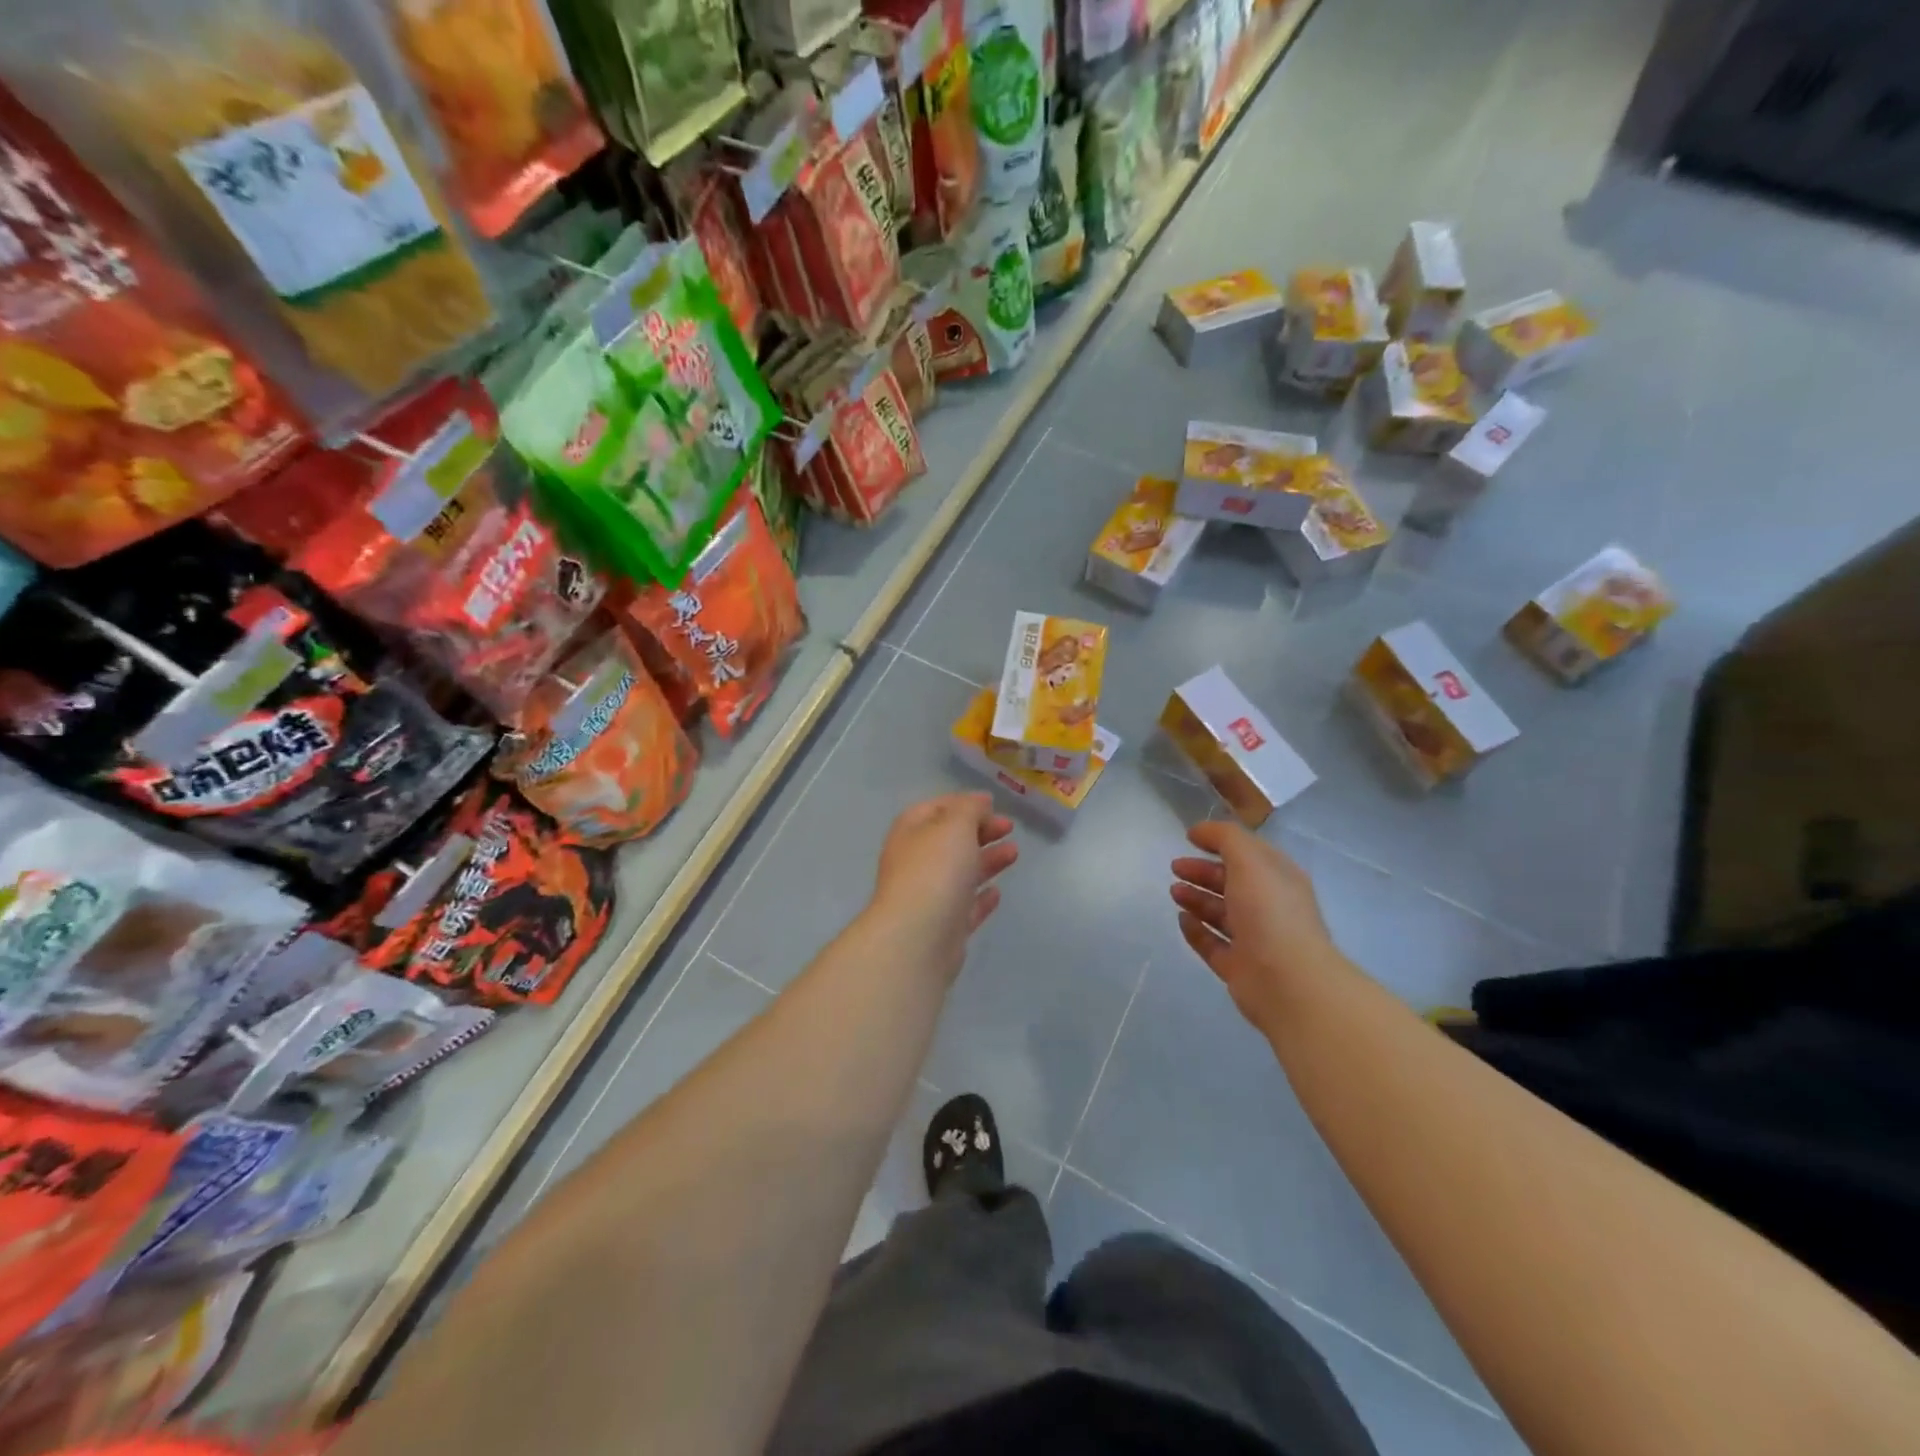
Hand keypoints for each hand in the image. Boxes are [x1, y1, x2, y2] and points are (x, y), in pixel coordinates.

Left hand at [870, 793, 1017, 979]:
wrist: (918, 939)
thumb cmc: (935, 871)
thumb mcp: (955, 825)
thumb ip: (969, 809)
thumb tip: (978, 803)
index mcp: (910, 833)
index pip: (935, 809)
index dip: (962, 803)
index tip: (992, 803)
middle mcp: (915, 863)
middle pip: (950, 841)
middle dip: (979, 831)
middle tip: (1009, 828)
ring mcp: (928, 897)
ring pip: (960, 873)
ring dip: (987, 860)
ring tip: (1014, 854)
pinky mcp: (943, 928)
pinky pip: (964, 907)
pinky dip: (981, 898)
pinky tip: (997, 892)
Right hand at [1170, 821, 1342, 1031]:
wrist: (1287, 981)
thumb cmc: (1270, 912)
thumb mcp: (1249, 860)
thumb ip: (1225, 838)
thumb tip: (1199, 831)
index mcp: (1279, 879)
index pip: (1248, 853)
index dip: (1220, 843)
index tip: (1190, 838)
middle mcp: (1269, 907)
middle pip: (1232, 883)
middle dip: (1203, 872)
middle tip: (1175, 867)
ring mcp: (1255, 939)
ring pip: (1221, 913)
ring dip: (1197, 899)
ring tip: (1174, 892)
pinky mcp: (1239, 967)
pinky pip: (1213, 944)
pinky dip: (1196, 931)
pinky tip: (1181, 920)